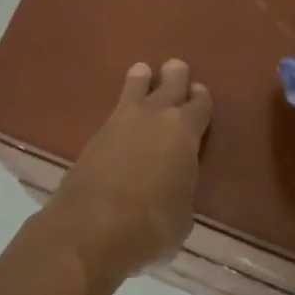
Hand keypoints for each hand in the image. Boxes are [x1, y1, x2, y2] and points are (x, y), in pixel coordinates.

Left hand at [50, 60, 211, 285]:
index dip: (201, 99)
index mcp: (185, 132)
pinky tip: (122, 113)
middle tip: (176, 68)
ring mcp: (121, 122)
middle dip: (175, 76)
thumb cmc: (151, 225)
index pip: (200, 105)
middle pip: (170, 84)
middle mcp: (155, 117)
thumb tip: (173, 192)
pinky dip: (122, 107)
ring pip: (136, 87)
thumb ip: (181, 192)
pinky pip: (115, 111)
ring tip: (143, 72)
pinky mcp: (94, 134)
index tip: (199, 93)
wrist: (92, 226)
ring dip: (142, 79)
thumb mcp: (182, 216)